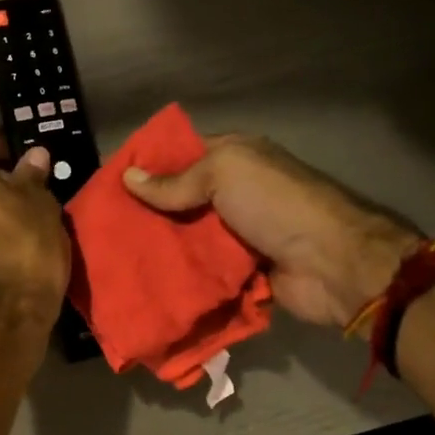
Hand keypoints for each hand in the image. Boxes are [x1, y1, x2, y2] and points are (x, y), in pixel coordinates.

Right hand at [123, 135, 421, 331]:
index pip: (183, 154)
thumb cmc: (277, 204)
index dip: (149, 165)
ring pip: (188, 237)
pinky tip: (145, 280)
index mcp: (235, 158)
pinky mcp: (239, 270)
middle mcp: (235, 192)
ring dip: (160, 246)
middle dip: (147, 211)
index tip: (110, 182)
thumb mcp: (224, 175)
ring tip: (115, 256)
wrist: (331, 263)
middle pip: (181, 199)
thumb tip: (127, 178)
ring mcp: (238, 233)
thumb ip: (176, 181)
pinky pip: (202, 270)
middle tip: (104, 226)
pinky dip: (180, 275)